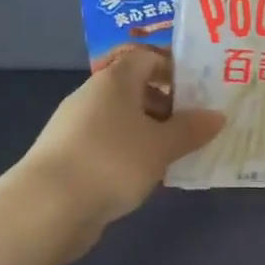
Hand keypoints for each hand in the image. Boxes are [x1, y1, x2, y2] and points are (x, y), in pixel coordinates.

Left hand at [16, 48, 224, 258]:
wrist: (47, 207)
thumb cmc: (112, 161)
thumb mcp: (161, 145)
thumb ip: (191, 129)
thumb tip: (217, 116)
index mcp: (115, 80)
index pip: (147, 57)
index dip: (174, 68)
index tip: (200, 89)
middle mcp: (93, 96)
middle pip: (136, 89)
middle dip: (167, 105)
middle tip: (196, 124)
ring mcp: (77, 126)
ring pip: (123, 119)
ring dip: (150, 132)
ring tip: (178, 153)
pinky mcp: (69, 156)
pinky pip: (109, 144)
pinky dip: (130, 153)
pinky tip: (147, 175)